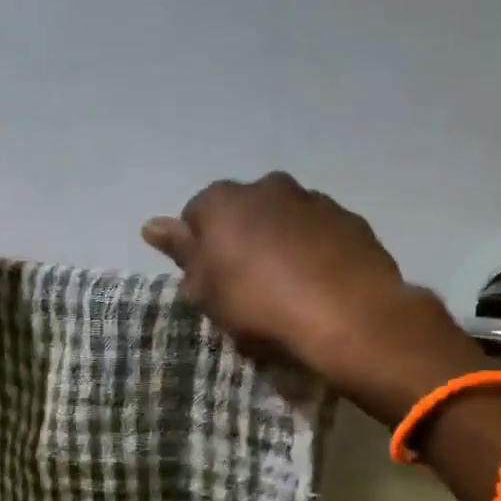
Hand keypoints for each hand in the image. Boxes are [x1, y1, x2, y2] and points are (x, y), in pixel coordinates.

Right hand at [143, 172, 479, 412]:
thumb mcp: (206, 289)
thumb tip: (151, 225)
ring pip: (282, 219)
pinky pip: (318, 232)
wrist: (345, 314)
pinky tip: (317, 284)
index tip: (209, 282)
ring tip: (286, 287)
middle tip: (244, 285)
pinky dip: (312, 250)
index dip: (199, 250)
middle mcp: (267, 187)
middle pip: (241, 213)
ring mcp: (312, 199)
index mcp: (223, 201)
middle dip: (239, 240)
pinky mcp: (349, 219)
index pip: (195, 216)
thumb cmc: (258, 304)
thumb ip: (180, 251)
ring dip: (278, 243)